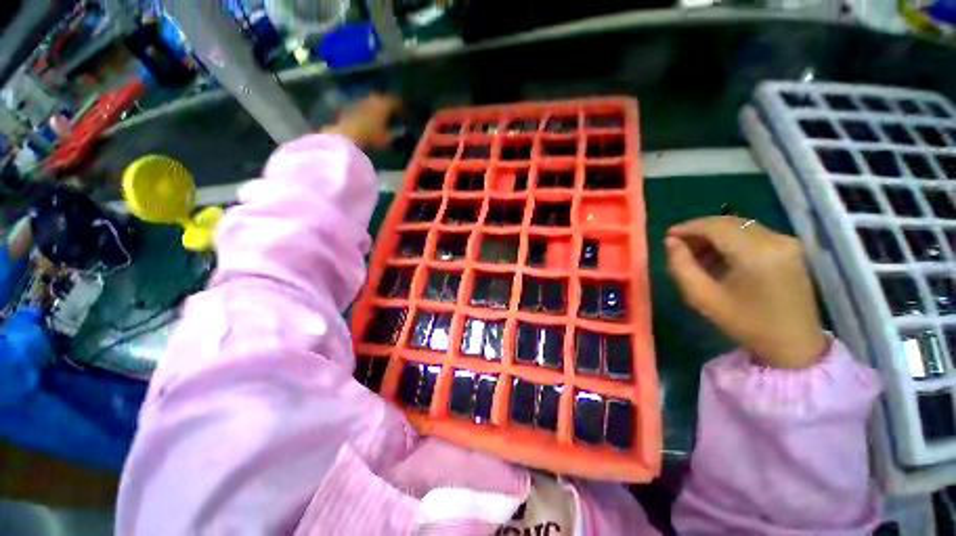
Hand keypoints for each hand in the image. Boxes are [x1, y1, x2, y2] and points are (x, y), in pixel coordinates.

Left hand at [321, 94, 400, 149]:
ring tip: (380, 117)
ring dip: (376, 108)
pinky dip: (367, 112)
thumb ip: (395, 134)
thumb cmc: (370, 138)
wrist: (346, 136)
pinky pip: (362, 108)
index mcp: (383, 105)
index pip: (395, 102)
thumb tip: (402, 131)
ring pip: (371, 102)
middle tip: (393, 114)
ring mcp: (359, 102)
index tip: (405, 114)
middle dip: (388, 105)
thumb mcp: (387, 139)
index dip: (401, 108)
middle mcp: (372, 100)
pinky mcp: (350, 108)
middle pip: (382, 99)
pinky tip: (368, 121)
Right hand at [665, 216, 827, 368]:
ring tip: (696, 253)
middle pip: (728, 222)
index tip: (668, 236)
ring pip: (740, 225)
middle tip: (679, 245)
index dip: (688, 227)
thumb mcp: (703, 298)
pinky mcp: (791, 247)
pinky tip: (719, 256)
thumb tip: (671, 242)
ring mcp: (787, 242)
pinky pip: (753, 233)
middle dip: (700, 230)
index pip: (715, 226)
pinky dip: (731, 239)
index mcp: (755, 254)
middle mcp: (775, 240)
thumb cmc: (745, 323)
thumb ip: (681, 266)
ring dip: (714, 234)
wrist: (795, 344)